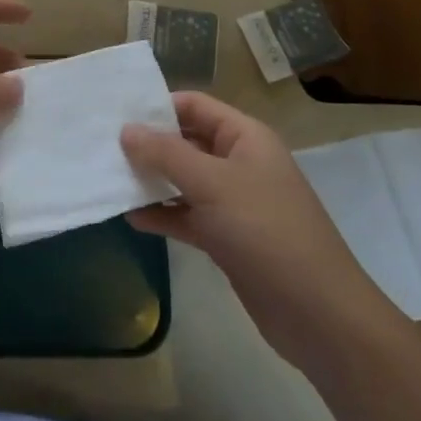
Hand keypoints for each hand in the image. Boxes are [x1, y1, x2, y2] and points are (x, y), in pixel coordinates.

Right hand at [121, 92, 394, 369]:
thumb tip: (126, 130)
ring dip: (152, 181)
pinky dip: (163, 215)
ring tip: (109, 179)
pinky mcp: (227, 238)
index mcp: (245, 137)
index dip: (158, 107)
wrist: (317, 314)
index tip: (115, 115)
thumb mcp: (212, 184)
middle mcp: (240, 163)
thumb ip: (165, 154)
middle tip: (103, 147)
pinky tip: (131, 217)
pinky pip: (188, 216)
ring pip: (184, 181)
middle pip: (187, 142)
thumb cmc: (266, 231)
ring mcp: (234, 203)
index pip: (195, 106)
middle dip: (148, 145)